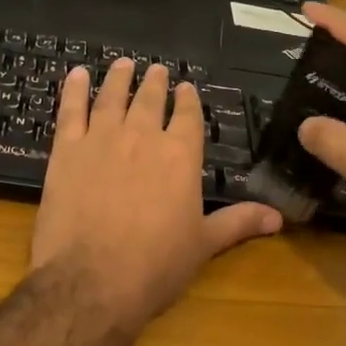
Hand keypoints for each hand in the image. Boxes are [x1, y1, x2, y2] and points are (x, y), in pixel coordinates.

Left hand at [31, 59, 282, 329]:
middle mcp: (143, 137)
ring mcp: (102, 140)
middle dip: (156, 83)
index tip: (186, 87)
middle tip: (156, 70)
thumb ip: (238, 223)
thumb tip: (278, 217)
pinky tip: (76, 75)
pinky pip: (70, 111)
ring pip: (112, 97)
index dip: (187, 100)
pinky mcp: (66, 151)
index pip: (187, 116)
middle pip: (150, 100)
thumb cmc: (155, 266)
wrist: (91, 281)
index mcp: (181, 156)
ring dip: (119, 78)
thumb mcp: (204, 245)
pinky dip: (73, 90)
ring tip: (124, 64)